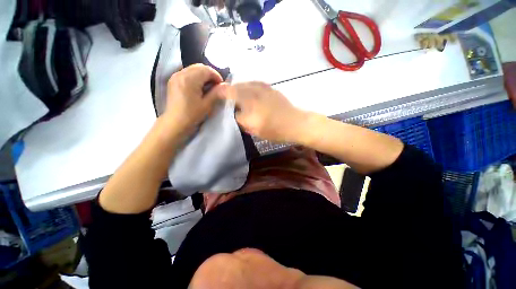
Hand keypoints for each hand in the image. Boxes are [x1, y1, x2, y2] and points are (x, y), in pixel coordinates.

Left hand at [164, 64, 226, 134]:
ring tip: (207, 88)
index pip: (207, 70)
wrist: (175, 123)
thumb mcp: (207, 105)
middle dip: (210, 75)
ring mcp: (175, 76)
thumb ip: (217, 93)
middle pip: (199, 67)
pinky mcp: (173, 80)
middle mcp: (181, 73)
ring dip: (203, 75)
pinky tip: (198, 87)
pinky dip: (195, 77)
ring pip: (193, 69)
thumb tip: (226, 85)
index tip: (221, 87)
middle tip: (215, 87)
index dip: (216, 76)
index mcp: (189, 79)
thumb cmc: (192, 115)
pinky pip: (187, 73)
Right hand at [226, 82, 307, 142]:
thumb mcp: (253, 128)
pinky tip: (249, 93)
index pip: (228, 93)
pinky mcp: (270, 88)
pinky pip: (254, 84)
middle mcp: (254, 90)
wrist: (295, 123)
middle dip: (228, 91)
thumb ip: (240, 119)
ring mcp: (263, 87)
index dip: (220, 94)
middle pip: (235, 87)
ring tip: (236, 97)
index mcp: (249, 101)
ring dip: (238, 89)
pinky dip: (248, 87)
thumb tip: (234, 112)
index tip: (216, 98)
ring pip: (245, 84)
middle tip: (225, 99)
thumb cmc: (274, 129)